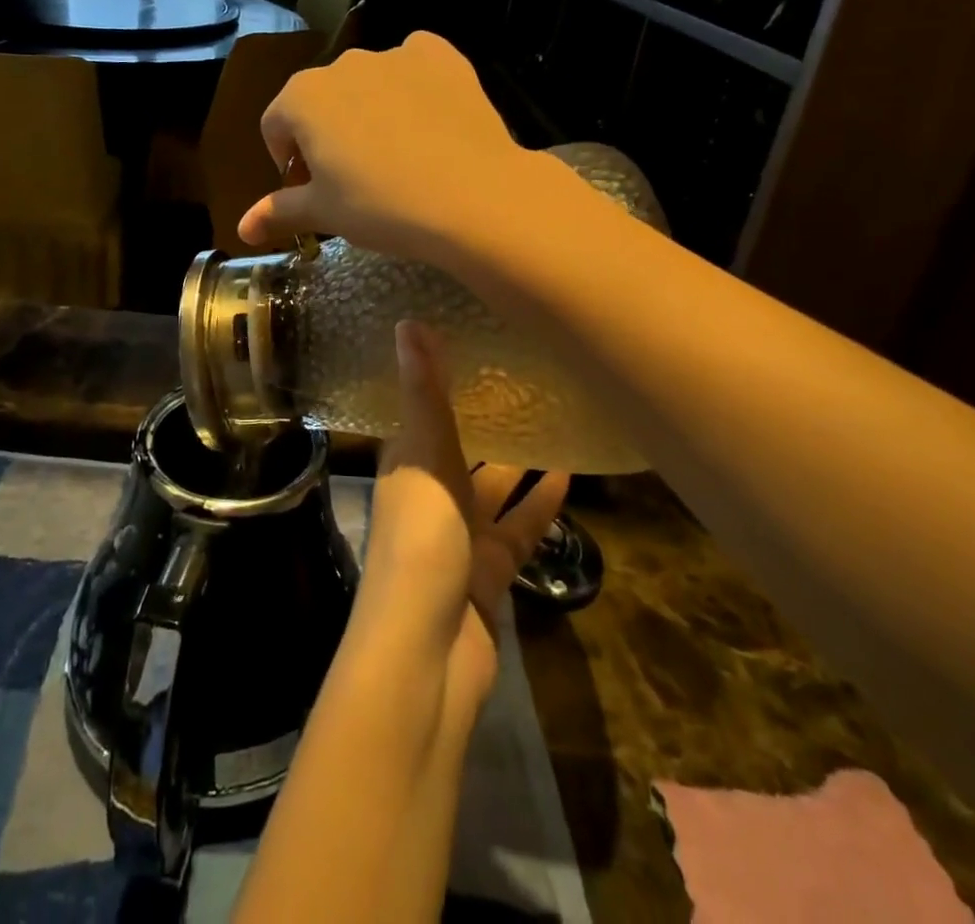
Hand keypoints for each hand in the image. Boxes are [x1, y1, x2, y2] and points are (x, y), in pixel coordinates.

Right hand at [238, 32, 565, 269]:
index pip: (276, 127)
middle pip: (321, 102)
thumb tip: (241, 228)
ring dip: (370, 111)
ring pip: (368, 83)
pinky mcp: (440, 55)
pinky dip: (414, 86)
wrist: (472, 195)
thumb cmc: (382, 207)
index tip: (311, 192)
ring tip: (398, 156)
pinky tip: (429, 121)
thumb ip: (278, 211)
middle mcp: (342, 64)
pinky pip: (415, 65)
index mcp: (302, 97)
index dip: (288, 163)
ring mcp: (394, 54)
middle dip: (327, 135)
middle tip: (355, 179)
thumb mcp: (325, 213)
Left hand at [356, 320, 569, 722]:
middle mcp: (429, 496)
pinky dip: (540, 507)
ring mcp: (460, 537)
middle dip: (488, 420)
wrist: (426, 653)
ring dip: (519, 462)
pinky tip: (569, 477)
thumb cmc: (419, 542)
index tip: (471, 344)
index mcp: (405, 465)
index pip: (422, 413)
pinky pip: (520, 530)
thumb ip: (423, 393)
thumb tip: (408, 320)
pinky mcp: (491, 572)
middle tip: (527, 378)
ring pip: (494, 490)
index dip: (441, 382)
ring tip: (556, 420)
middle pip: (462, 450)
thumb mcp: (422, 457)